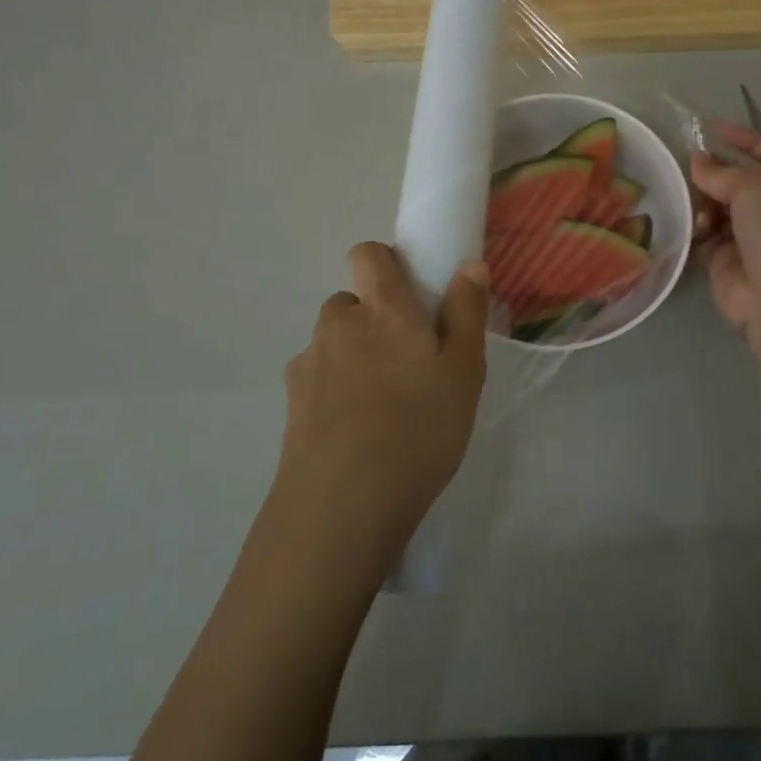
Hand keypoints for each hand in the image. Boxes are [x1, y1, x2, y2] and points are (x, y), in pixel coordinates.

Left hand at [277, 243, 488, 569]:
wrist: (342, 506)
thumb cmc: (418, 429)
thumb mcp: (464, 372)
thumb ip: (466, 312)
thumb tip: (469, 264)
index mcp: (383, 308)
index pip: (367, 253)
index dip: (385, 263)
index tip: (411, 295)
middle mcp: (339, 324)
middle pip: (352, 303)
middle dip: (375, 320)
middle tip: (407, 362)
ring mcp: (308, 363)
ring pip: (334, 344)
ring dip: (354, 357)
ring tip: (382, 405)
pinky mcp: (291, 404)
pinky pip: (318, 381)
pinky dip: (334, 393)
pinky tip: (355, 433)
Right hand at [690, 125, 760, 338]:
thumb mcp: (754, 185)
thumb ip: (721, 170)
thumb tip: (697, 160)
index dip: (743, 137)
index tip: (710, 128)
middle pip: (735, 178)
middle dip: (713, 171)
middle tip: (689, 168)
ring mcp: (747, 234)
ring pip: (715, 204)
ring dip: (703, 200)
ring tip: (696, 205)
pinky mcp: (723, 258)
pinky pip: (704, 232)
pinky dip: (697, 227)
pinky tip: (697, 229)